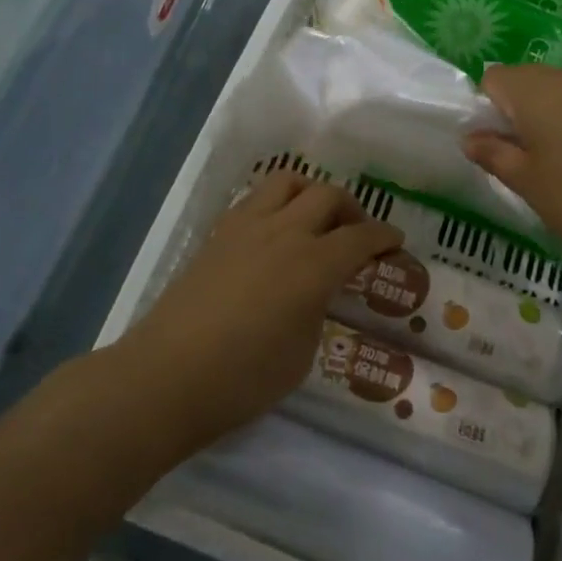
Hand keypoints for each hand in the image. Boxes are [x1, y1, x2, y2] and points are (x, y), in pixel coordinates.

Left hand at [120, 171, 402, 450]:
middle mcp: (285, 232)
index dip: (384, 236)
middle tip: (356, 233)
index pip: (360, 237)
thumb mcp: (301, 354)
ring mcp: (247, 226)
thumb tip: (315, 291)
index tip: (396, 241)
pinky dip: (277, 203)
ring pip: (288, 181)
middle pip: (328, 195)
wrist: (166, 376)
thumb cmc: (242, 379)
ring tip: (314, 218)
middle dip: (351, 209)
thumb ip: (317, 309)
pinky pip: (256, 198)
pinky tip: (274, 231)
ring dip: (311, 192)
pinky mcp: (219, 232)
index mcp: (313, 264)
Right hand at [461, 65, 561, 278]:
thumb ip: (492, 153)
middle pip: (530, 79)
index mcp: (534, 92)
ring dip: (557, 112)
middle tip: (531, 154)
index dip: (489, 107)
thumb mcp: (525, 182)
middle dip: (522, 109)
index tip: (501, 143)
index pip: (494, 78)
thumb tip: (470, 138)